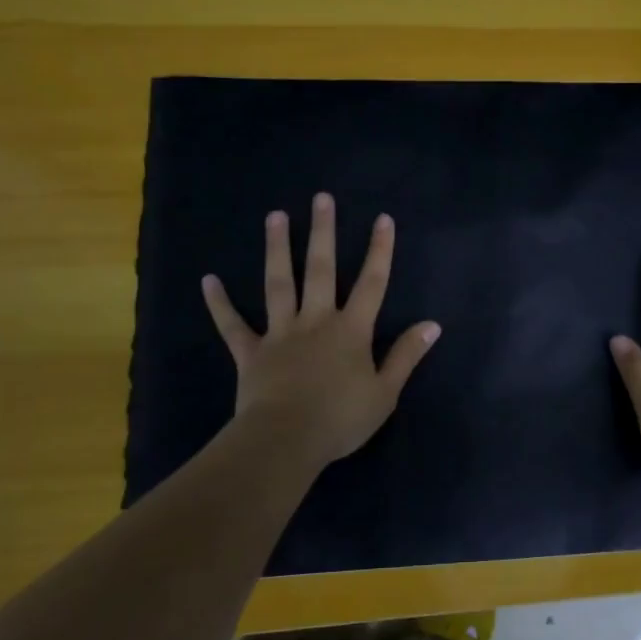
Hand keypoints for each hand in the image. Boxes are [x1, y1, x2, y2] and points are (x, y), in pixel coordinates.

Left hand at [201, 193, 440, 472]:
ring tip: (275, 216)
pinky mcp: (250, 352)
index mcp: (351, 330)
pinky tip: (208, 280)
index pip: (372, 284)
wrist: (286, 441)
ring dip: (276, 249)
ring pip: (278, 284)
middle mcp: (316, 321)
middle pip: (320, 270)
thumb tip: (432, 325)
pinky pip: (232, 325)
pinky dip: (220, 304)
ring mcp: (280, 333)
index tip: (382, 219)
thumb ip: (406, 356)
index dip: (379, 251)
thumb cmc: (341, 419)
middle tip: (321, 198)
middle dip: (323, 232)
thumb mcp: (385, 392)